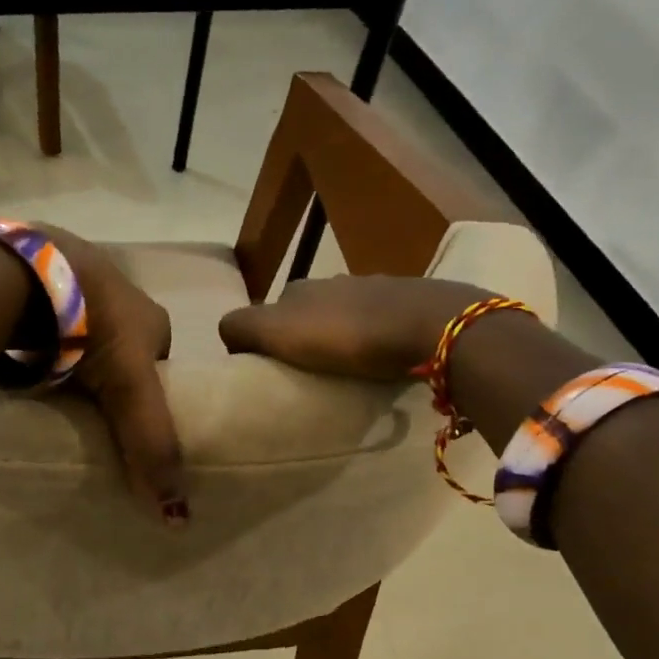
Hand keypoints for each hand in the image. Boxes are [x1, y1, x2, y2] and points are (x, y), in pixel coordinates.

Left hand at [41, 225, 187, 524]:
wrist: (28, 272)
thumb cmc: (93, 326)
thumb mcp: (130, 387)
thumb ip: (151, 443)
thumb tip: (178, 516)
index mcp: (152, 318)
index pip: (160, 368)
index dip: (148, 398)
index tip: (126, 426)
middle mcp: (121, 296)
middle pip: (121, 352)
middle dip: (109, 379)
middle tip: (87, 414)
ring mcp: (78, 286)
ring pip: (84, 335)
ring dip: (74, 359)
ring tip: (54, 393)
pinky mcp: (39, 285)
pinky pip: (50, 323)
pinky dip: (45, 342)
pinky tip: (29, 362)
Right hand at [218, 275, 494, 379]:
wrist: (429, 326)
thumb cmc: (346, 334)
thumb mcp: (276, 332)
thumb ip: (241, 328)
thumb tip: (229, 337)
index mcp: (299, 288)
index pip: (267, 313)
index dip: (265, 340)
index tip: (274, 371)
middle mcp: (335, 282)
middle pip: (307, 313)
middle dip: (305, 339)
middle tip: (310, 375)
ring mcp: (376, 290)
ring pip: (345, 316)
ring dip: (342, 339)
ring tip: (347, 373)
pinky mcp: (411, 304)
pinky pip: (381, 324)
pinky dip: (375, 340)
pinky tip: (381, 361)